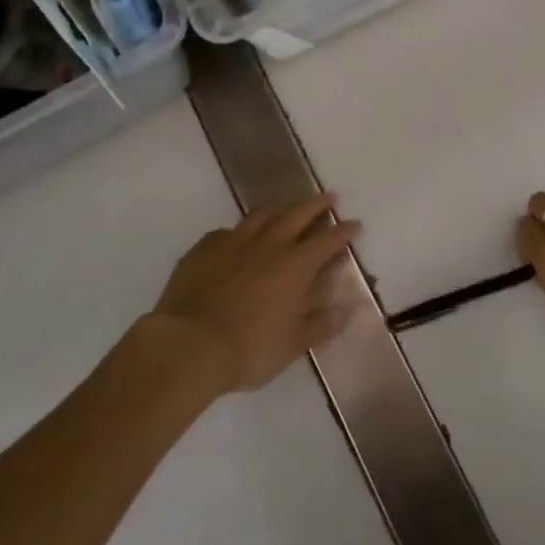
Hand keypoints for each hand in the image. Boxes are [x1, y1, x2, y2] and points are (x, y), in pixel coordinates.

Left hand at [141, 192, 359, 396]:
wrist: (189, 345)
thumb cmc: (249, 348)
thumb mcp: (293, 344)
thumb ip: (321, 325)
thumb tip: (347, 311)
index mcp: (296, 265)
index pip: (328, 240)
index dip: (344, 231)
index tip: (355, 224)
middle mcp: (269, 244)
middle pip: (298, 213)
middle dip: (316, 204)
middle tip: (329, 196)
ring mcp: (234, 242)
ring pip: (262, 214)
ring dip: (280, 207)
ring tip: (287, 205)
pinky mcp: (205, 248)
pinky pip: (227, 231)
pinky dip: (239, 231)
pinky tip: (237, 238)